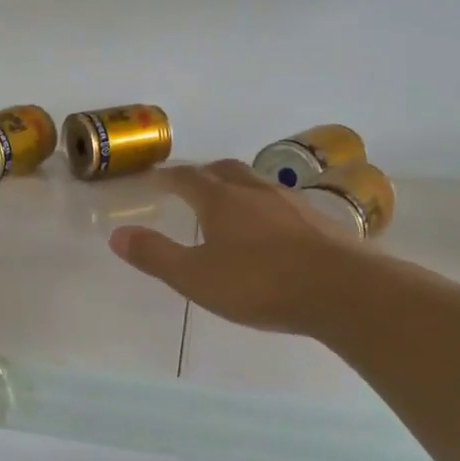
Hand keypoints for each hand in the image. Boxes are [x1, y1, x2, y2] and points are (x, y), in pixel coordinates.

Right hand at [109, 160, 358, 334]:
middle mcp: (255, 191)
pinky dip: (265, 206)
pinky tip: (271, 228)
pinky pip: (282, 202)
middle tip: (190, 184)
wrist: (342, 290)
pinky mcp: (319, 220)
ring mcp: (291, 202)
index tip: (155, 179)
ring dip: (236, 186)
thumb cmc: (260, 284)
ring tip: (229, 203)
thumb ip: (155, 255)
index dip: (168, 177)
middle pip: (224, 170)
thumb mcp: (196, 277)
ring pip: (256, 182)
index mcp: (221, 200)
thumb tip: (117, 235)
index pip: (187, 178)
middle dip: (203, 174)